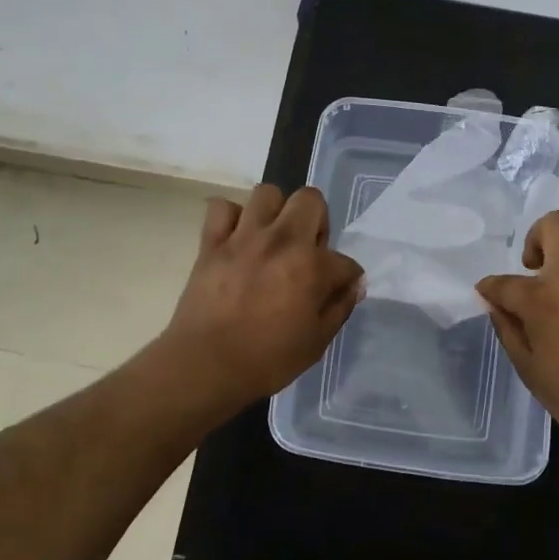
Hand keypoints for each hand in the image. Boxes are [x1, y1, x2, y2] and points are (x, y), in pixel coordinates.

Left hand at [158, 184, 364, 409]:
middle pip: (310, 199)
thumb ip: (339, 308)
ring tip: (272, 237)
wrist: (206, 365)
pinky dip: (231, 218)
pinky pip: (222, 207)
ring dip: (276, 212)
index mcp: (311, 266)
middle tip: (307, 250)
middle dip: (317, 221)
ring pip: (267, 193)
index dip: (346, 277)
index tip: (338, 290)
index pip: (344, 261)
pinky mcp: (212, 242)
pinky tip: (237, 238)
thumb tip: (353, 286)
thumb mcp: (316, 342)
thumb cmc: (267, 360)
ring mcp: (244, 237)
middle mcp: (281, 240)